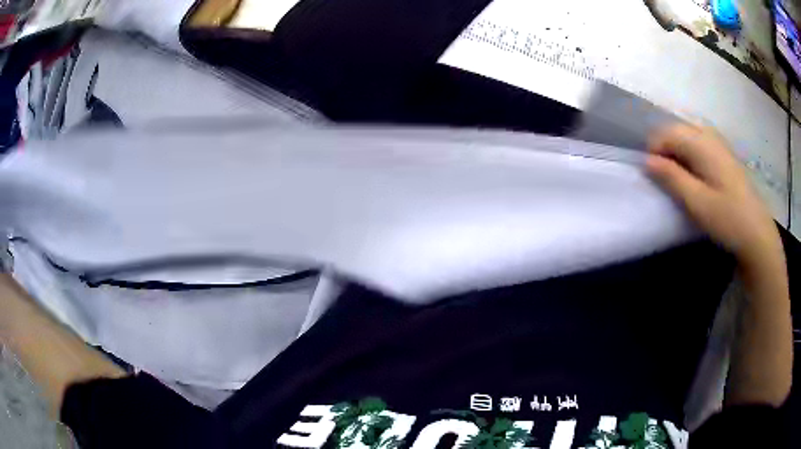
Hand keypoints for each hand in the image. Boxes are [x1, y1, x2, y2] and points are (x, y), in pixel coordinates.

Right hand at [646, 124, 781, 267]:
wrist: (757, 233)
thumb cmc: (727, 218)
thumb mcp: (696, 202)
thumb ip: (671, 177)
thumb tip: (646, 161)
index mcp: (701, 142)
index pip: (666, 133)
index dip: (654, 152)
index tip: (654, 177)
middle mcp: (709, 134)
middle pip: (676, 130)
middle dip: (665, 150)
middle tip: (666, 180)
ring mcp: (719, 142)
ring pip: (687, 135)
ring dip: (678, 152)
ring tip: (680, 179)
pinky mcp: (725, 153)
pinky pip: (699, 142)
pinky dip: (690, 154)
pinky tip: (696, 175)